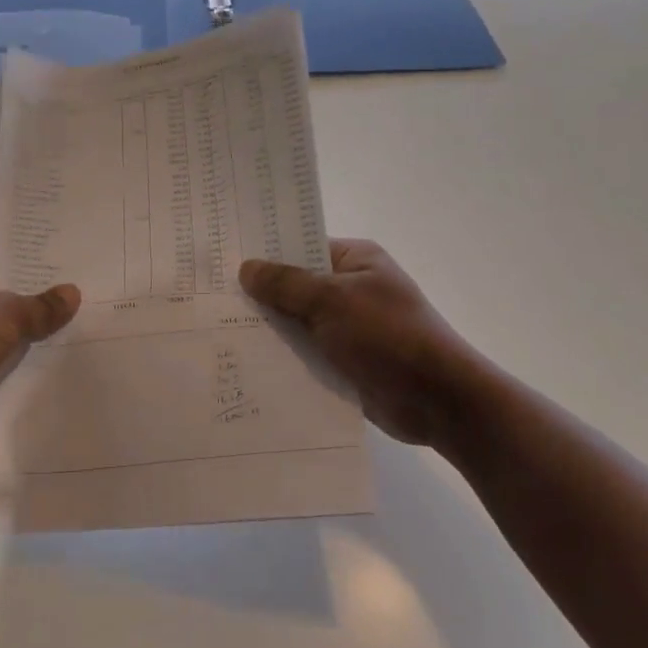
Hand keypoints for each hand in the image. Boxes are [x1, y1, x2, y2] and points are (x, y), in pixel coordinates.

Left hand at [0, 261, 79, 454]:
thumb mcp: (5, 313)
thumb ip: (40, 306)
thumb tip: (73, 292)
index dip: (31, 270)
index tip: (69, 272)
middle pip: (4, 305)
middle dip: (37, 309)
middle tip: (84, 305)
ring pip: (5, 340)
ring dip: (31, 343)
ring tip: (80, 337)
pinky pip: (1, 371)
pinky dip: (21, 372)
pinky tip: (57, 370)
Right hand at [240, 238, 480, 450]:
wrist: (439, 402)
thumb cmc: (388, 337)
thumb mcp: (332, 301)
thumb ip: (286, 284)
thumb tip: (246, 268)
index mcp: (355, 260)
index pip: (301, 246)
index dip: (265, 252)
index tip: (222, 258)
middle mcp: (351, 288)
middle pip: (295, 285)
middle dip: (260, 294)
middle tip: (209, 296)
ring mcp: (348, 326)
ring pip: (297, 321)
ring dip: (269, 328)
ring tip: (216, 329)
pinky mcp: (345, 360)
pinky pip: (305, 351)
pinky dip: (283, 355)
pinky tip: (244, 360)